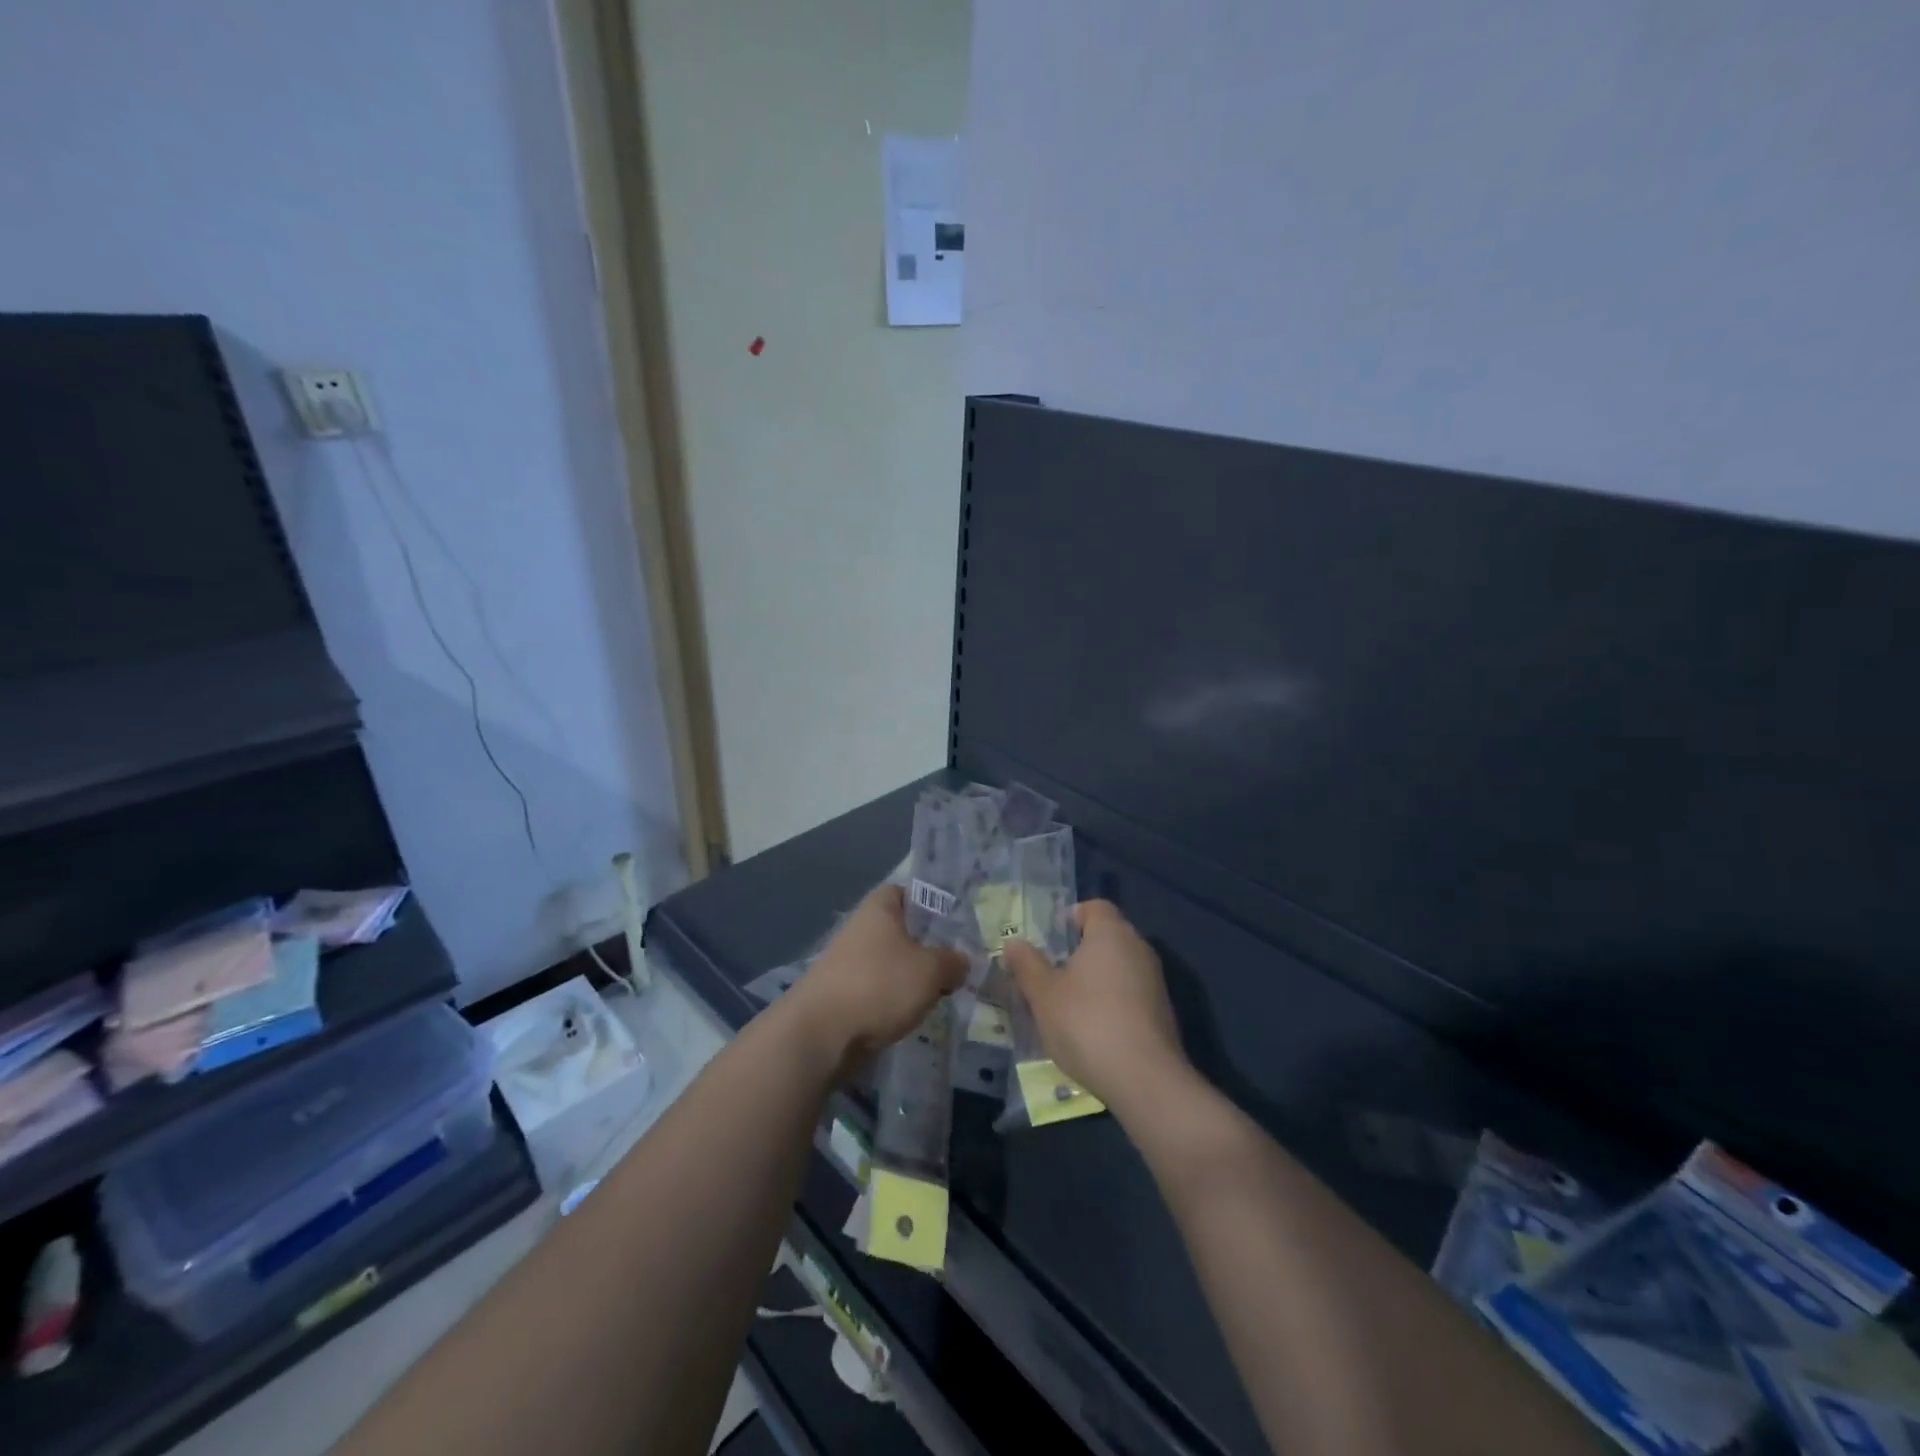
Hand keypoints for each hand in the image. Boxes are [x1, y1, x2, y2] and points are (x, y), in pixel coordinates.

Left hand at [788, 885, 967, 1071]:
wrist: (821, 1034)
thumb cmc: (880, 985)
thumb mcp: (931, 970)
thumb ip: (953, 962)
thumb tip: (961, 962)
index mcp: (881, 907)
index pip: (911, 892)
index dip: (935, 906)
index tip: (957, 927)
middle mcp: (862, 927)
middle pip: (904, 931)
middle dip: (929, 948)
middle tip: (957, 966)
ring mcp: (850, 962)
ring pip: (893, 963)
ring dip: (913, 978)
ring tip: (939, 996)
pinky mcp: (843, 994)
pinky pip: (879, 990)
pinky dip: (895, 1001)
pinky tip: (912, 1016)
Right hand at [1002, 899, 1188, 1111]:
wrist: (1144, 1080)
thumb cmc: (1087, 1022)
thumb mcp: (1043, 994)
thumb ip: (1027, 964)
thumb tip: (1013, 943)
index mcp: (1111, 933)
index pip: (1095, 907)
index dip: (1072, 916)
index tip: (1051, 938)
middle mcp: (1139, 948)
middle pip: (1108, 936)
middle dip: (1080, 950)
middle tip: (1052, 972)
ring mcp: (1155, 982)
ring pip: (1120, 967)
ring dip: (1096, 979)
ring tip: (1068, 1004)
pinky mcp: (1163, 1013)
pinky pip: (1131, 994)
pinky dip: (1112, 1002)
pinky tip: (1094, 1029)